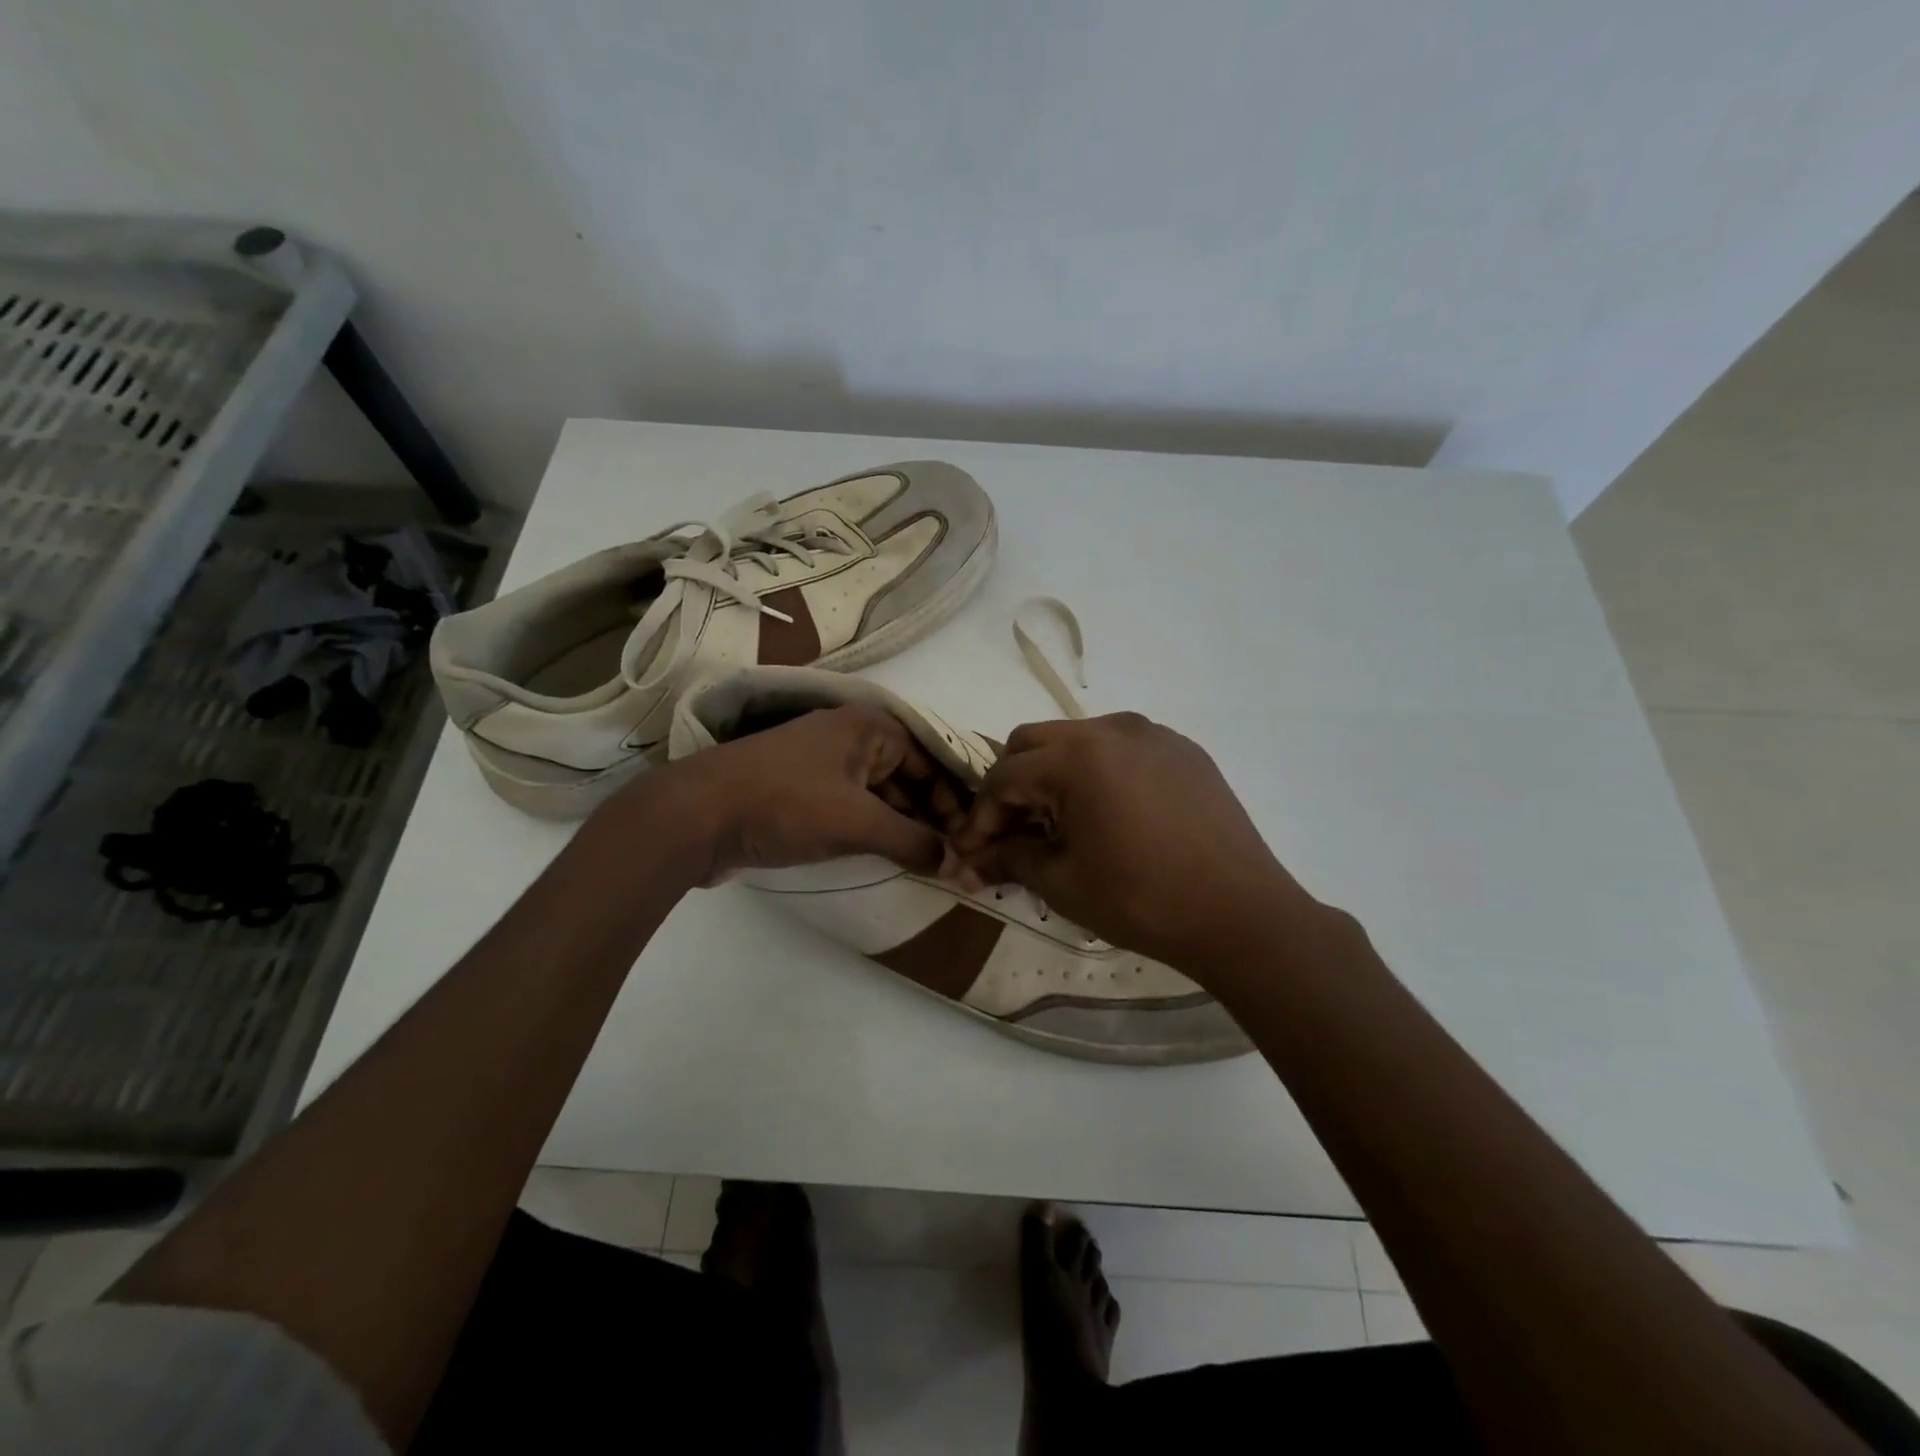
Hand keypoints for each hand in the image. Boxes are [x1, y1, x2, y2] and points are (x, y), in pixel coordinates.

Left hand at [618, 705, 961, 883]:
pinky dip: (874, 831)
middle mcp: (850, 737)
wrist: (696, 815)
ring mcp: (823, 765)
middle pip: (908, 777)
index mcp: (869, 727)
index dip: (955, 801)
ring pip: (880, 795)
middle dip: (932, 817)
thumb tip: (960, 866)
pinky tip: (890, 858)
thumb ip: (914, 842)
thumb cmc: (786, 804)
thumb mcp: (858, 822)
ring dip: (904, 827)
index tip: (972, 841)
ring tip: (929, 864)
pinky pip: (853, 808)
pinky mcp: (802, 793)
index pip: (931, 761)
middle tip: (955, 859)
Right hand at [950, 713, 1316, 968]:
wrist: (1240, 914)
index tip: (972, 852)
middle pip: (1033, 742)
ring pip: (1078, 738)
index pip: (1004, 776)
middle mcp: (1112, 728)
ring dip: (1054, 773)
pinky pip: (1122, 747)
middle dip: (1012, 784)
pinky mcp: (1183, 749)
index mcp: (1077, 757)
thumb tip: (971, 859)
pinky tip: (1111, 814)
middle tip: (1014, 831)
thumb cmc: (1142, 900)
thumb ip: (1010, 858)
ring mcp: (1153, 734)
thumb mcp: (1063, 883)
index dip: (981, 816)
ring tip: (1062, 822)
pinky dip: (1099, 772)